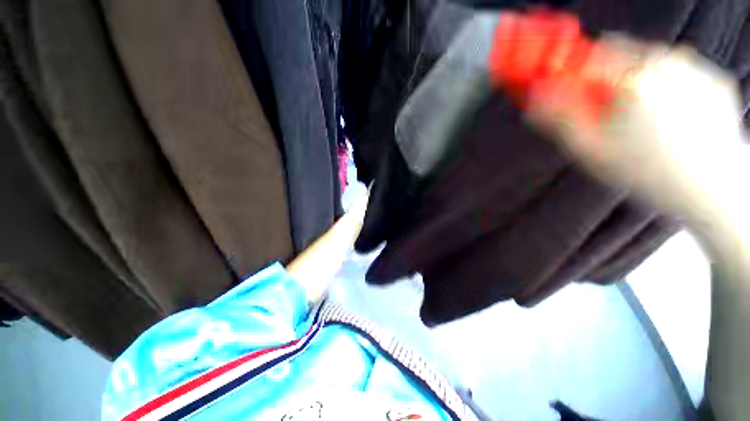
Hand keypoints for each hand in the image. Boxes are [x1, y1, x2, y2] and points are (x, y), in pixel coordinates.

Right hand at [525, 36, 746, 227]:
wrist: (713, 191)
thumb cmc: (650, 173)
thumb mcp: (589, 150)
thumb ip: (559, 118)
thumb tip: (537, 95)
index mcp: (633, 81)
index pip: (590, 56)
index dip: (576, 71)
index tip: (573, 86)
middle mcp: (667, 65)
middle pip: (622, 54)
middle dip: (609, 77)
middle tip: (612, 112)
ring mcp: (695, 70)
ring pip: (651, 61)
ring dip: (639, 82)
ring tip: (644, 120)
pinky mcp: (714, 80)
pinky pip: (680, 73)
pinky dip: (669, 88)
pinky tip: (672, 119)